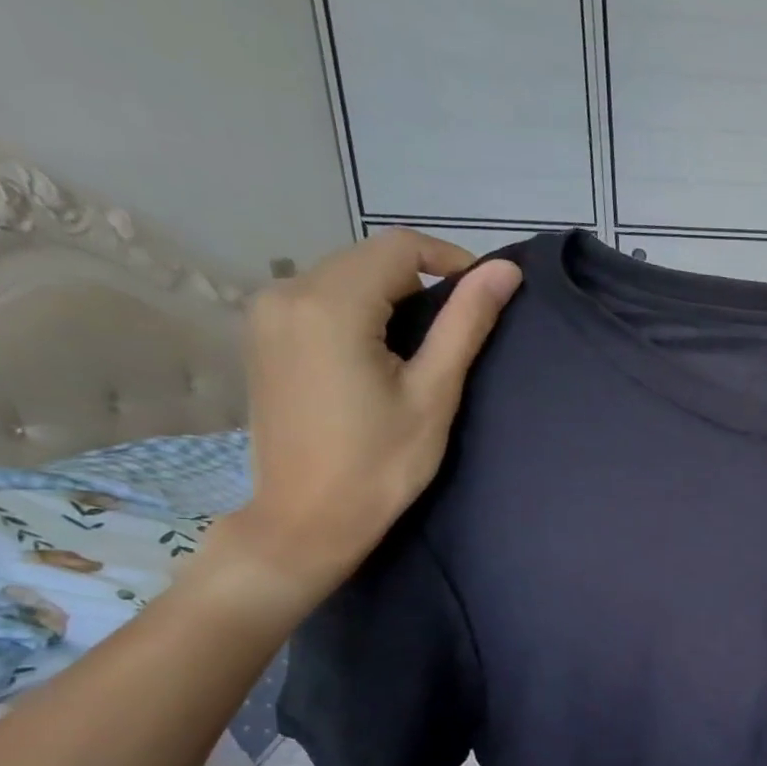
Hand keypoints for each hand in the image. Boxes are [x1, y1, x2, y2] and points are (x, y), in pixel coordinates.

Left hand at [223, 229, 521, 603]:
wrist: (308, 518)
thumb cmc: (381, 463)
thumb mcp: (434, 394)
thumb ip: (466, 324)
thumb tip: (505, 271)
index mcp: (331, 303)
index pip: (400, 247)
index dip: (451, 261)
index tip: (484, 298)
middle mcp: (287, 291)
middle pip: (368, 258)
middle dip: (420, 280)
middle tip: (457, 329)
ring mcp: (266, 312)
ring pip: (343, 275)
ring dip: (388, 295)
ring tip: (421, 346)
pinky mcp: (261, 335)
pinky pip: (319, 298)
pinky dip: (357, 310)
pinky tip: (377, 353)